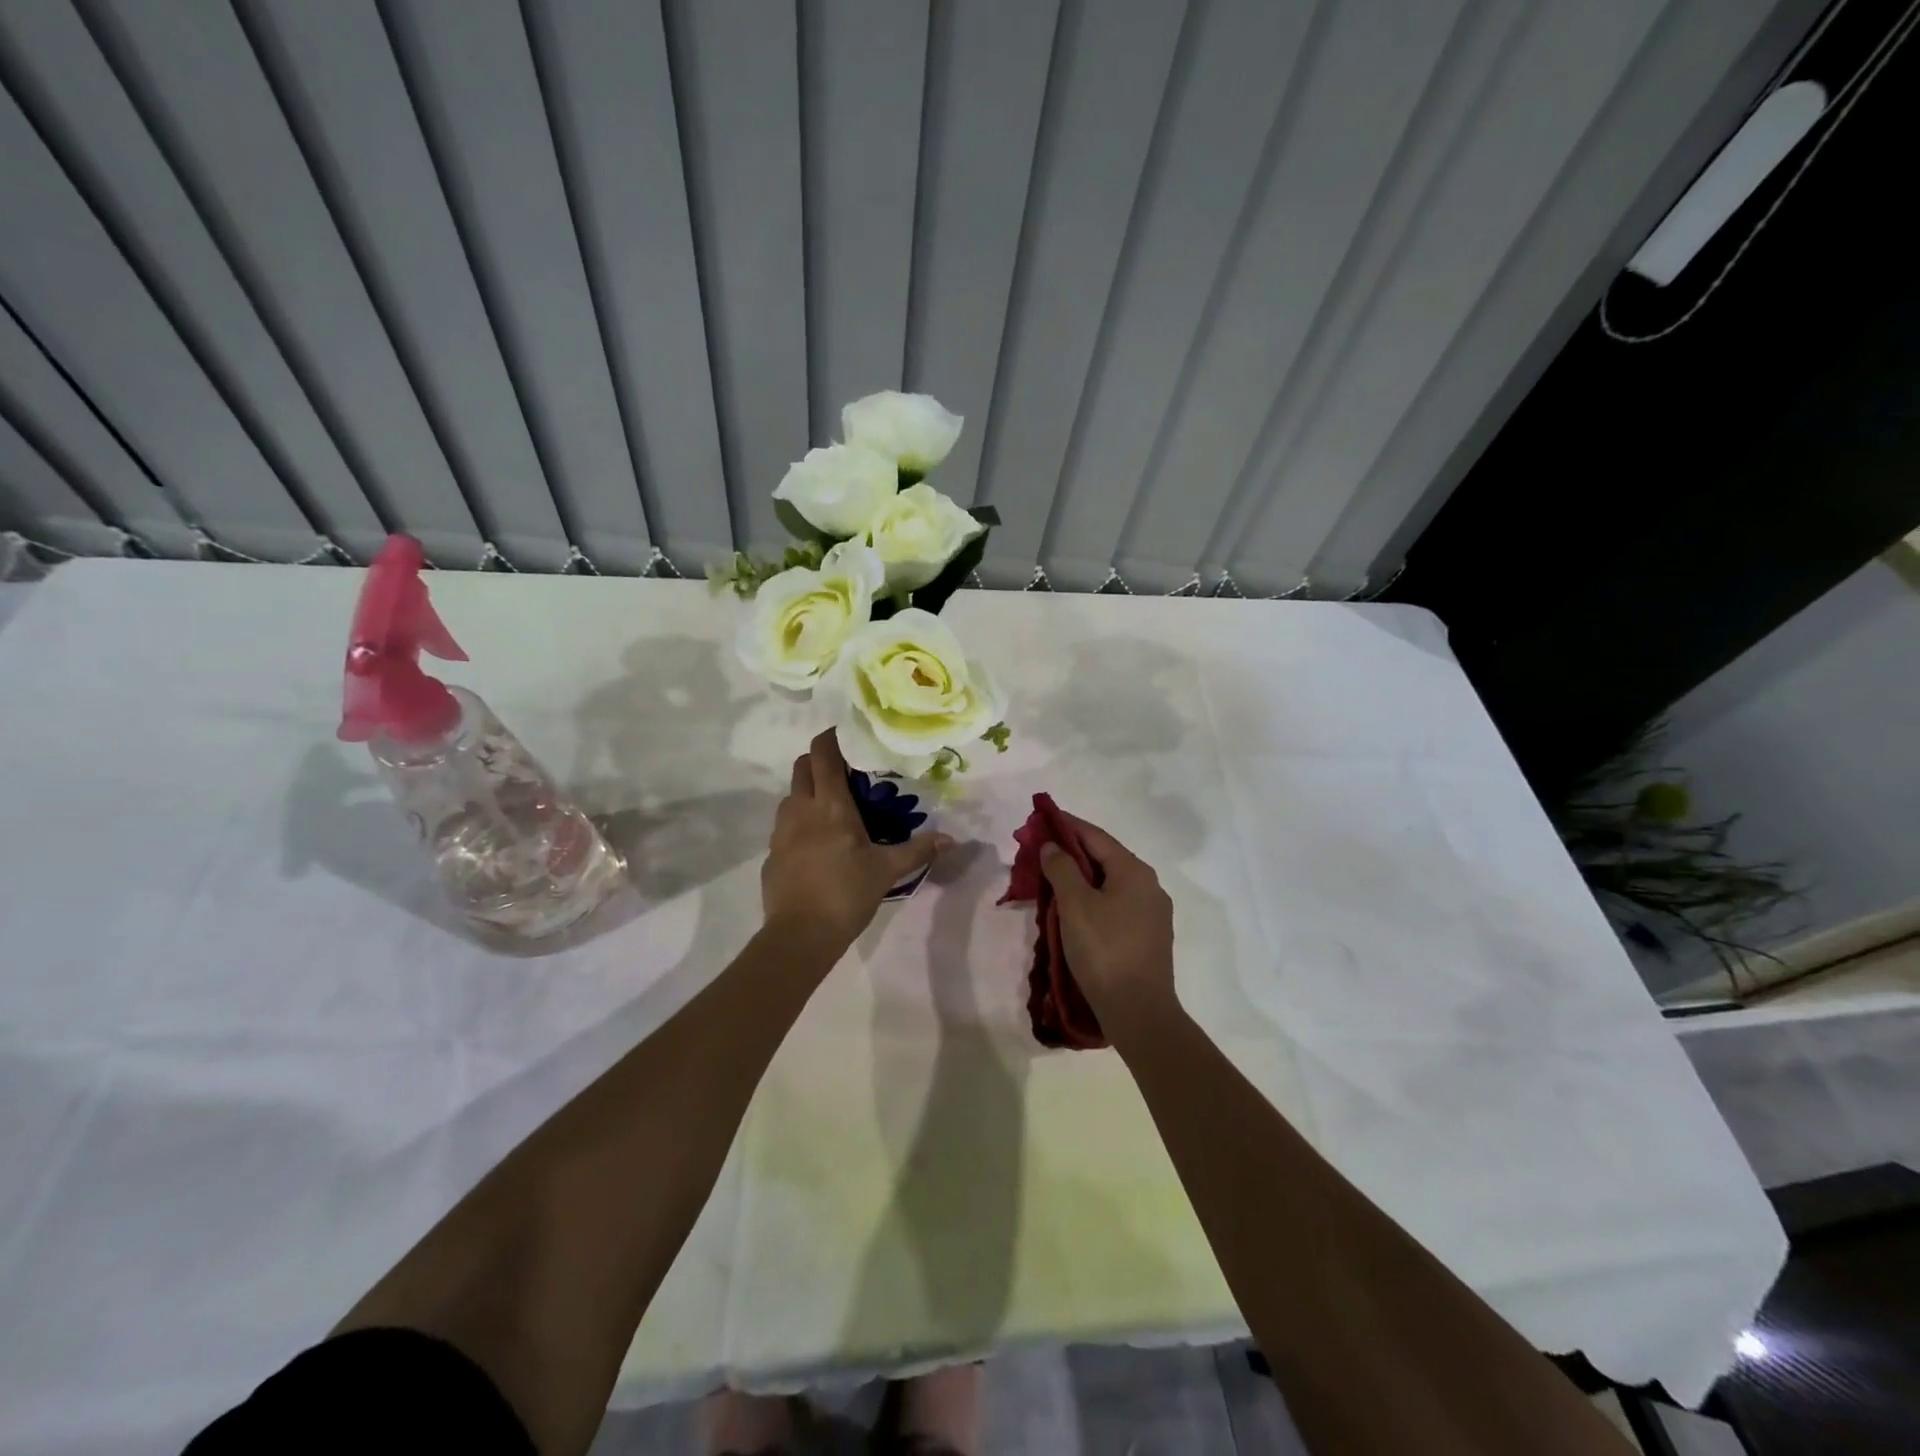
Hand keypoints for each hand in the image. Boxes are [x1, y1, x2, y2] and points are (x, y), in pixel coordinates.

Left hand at [762, 729, 952, 952]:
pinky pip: (785, 825)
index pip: (823, 753)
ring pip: (790, 795)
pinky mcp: (772, 853)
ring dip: (808, 791)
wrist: (800, 935)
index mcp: (829, 805)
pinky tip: (818, 844)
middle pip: (801, 766)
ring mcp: (781, 831)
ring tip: (833, 809)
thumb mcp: (886, 871)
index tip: (847, 735)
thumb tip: (951, 839)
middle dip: (819, 761)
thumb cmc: (846, 893)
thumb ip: (918, 850)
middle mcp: (800, 808)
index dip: (831, 737)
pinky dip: (800, 822)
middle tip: (845, 772)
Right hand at [1040, 813, 1176, 1033]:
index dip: (1067, 825)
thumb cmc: (1104, 950)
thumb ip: (1061, 868)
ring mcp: (1152, 913)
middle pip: (1105, 858)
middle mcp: (1149, 886)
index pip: (1096, 836)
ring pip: (1110, 884)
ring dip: (1081, 878)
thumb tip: (1053, 846)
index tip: (1041, 819)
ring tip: (1052, 880)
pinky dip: (1093, 899)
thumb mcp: (1075, 905)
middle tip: (1040, 851)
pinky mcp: (1148, 937)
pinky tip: (1074, 910)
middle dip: (1071, 853)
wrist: (1138, 1011)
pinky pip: (1116, 905)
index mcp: (1134, 871)